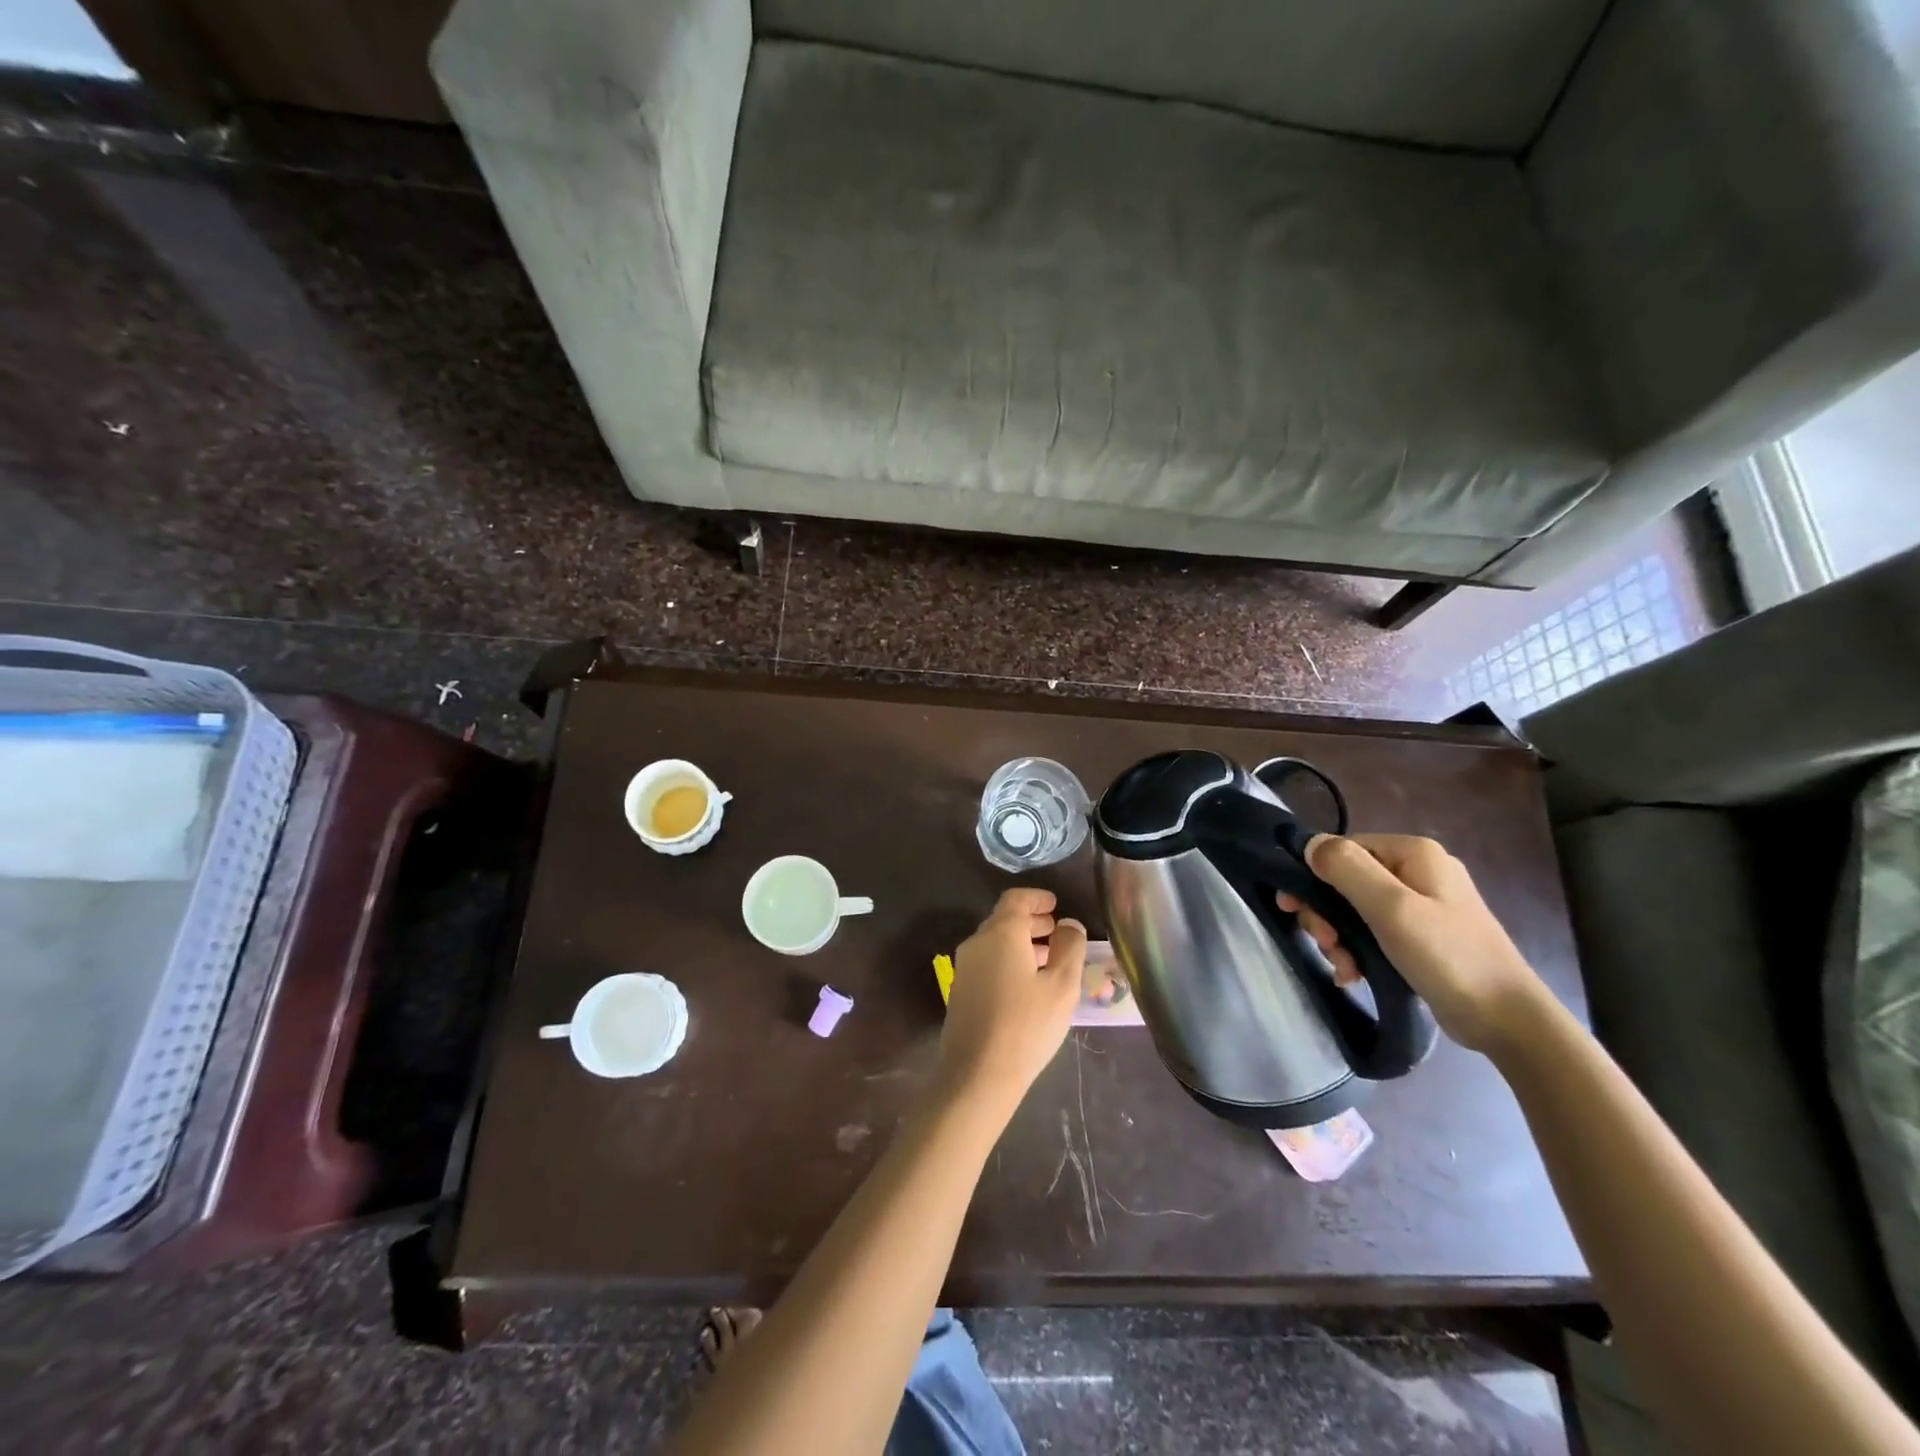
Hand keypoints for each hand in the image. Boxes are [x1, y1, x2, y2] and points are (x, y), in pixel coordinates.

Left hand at [937, 888, 1087, 1109]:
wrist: (977, 1075)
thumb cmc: (1026, 1025)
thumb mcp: (1061, 986)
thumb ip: (1069, 948)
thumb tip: (1069, 924)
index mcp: (1000, 934)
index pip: (1016, 899)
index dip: (1037, 898)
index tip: (1056, 905)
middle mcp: (977, 942)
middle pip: (1004, 919)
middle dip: (1032, 921)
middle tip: (1057, 931)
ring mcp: (965, 967)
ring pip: (996, 942)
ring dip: (1022, 942)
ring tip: (1049, 959)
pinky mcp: (961, 990)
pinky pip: (988, 961)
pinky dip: (1009, 959)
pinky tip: (1028, 983)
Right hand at [1278, 834, 1545, 1053]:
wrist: (1508, 1021)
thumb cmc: (1448, 957)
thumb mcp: (1392, 909)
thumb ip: (1347, 869)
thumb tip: (1308, 843)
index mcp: (1413, 852)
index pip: (1343, 850)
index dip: (1313, 876)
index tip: (1295, 910)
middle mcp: (1417, 870)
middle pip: (1346, 880)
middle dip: (1327, 914)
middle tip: (1326, 944)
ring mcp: (1422, 903)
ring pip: (1355, 909)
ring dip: (1340, 937)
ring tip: (1343, 967)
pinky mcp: (1422, 934)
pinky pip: (1374, 930)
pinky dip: (1358, 950)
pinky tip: (1353, 974)